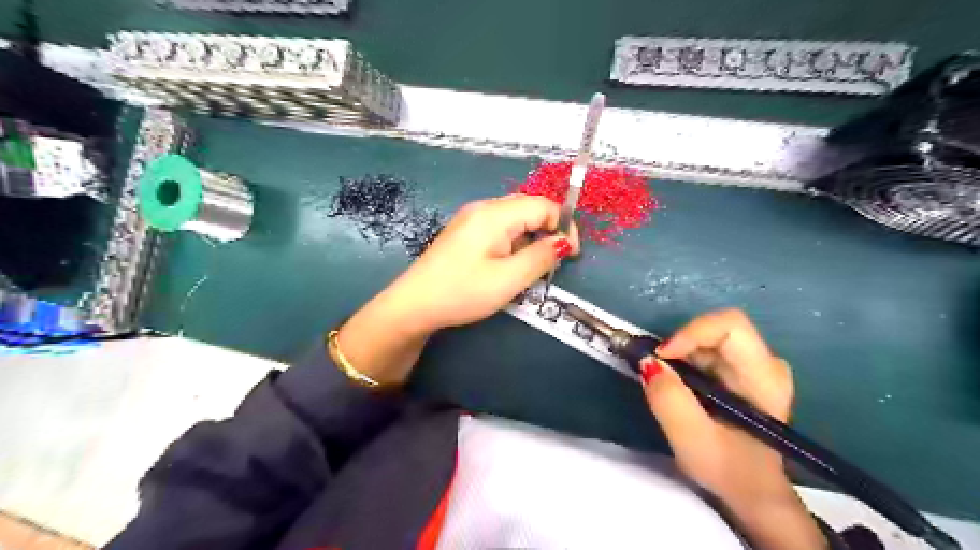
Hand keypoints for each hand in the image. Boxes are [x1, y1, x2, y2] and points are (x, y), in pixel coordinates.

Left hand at [340, 195, 574, 383]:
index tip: (570, 256)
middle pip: (529, 207)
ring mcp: (471, 218)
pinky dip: (514, 241)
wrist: (415, 304)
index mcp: (495, 214)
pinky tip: (509, 264)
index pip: (544, 205)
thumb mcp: (509, 279)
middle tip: (553, 262)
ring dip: (531, 238)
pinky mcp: (464, 231)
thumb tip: (563, 242)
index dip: (563, 226)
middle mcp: (483, 208)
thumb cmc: (463, 291)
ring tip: (531, 267)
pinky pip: (499, 227)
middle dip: (549, 231)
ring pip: (515, 218)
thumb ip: (541, 257)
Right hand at [641, 311, 821, 548]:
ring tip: (666, 383)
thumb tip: (647, 362)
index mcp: (764, 377)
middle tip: (657, 371)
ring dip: (680, 354)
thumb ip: (668, 399)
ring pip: (708, 338)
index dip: (691, 332)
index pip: (730, 326)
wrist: (752, 492)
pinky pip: (707, 350)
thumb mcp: (691, 439)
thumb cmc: (728, 469)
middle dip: (680, 345)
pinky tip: (679, 386)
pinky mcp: (741, 371)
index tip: (661, 356)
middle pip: (716, 329)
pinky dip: (684, 361)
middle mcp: (765, 362)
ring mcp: (755, 366)